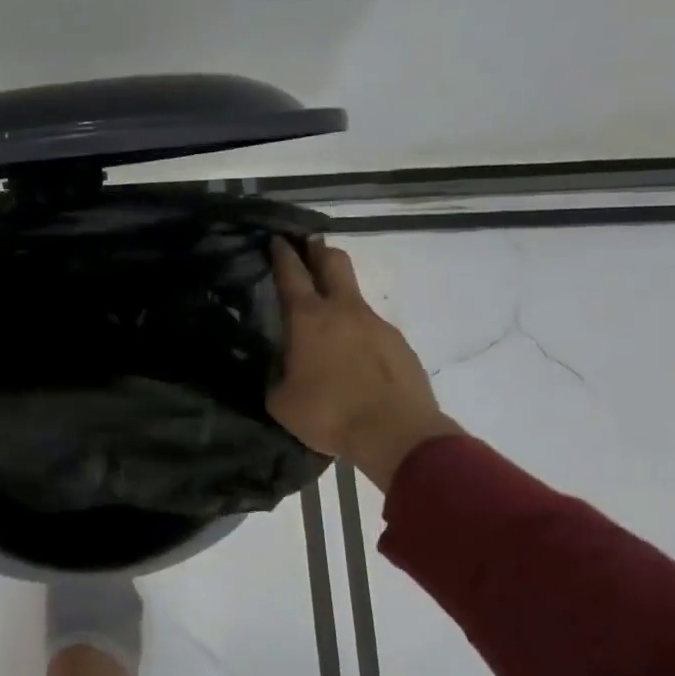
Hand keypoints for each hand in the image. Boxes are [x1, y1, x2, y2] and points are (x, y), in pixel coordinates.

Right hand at [267, 238, 462, 491]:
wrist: (398, 435)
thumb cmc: (329, 413)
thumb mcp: (280, 401)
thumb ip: (275, 374)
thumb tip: (278, 366)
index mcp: (308, 318)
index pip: (291, 272)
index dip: (281, 252)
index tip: (276, 239)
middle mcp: (343, 310)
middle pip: (333, 261)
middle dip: (317, 249)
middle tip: (306, 248)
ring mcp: (377, 324)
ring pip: (354, 295)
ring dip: (338, 296)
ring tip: (326, 322)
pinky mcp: (399, 344)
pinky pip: (372, 328)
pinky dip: (358, 333)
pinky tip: (353, 358)